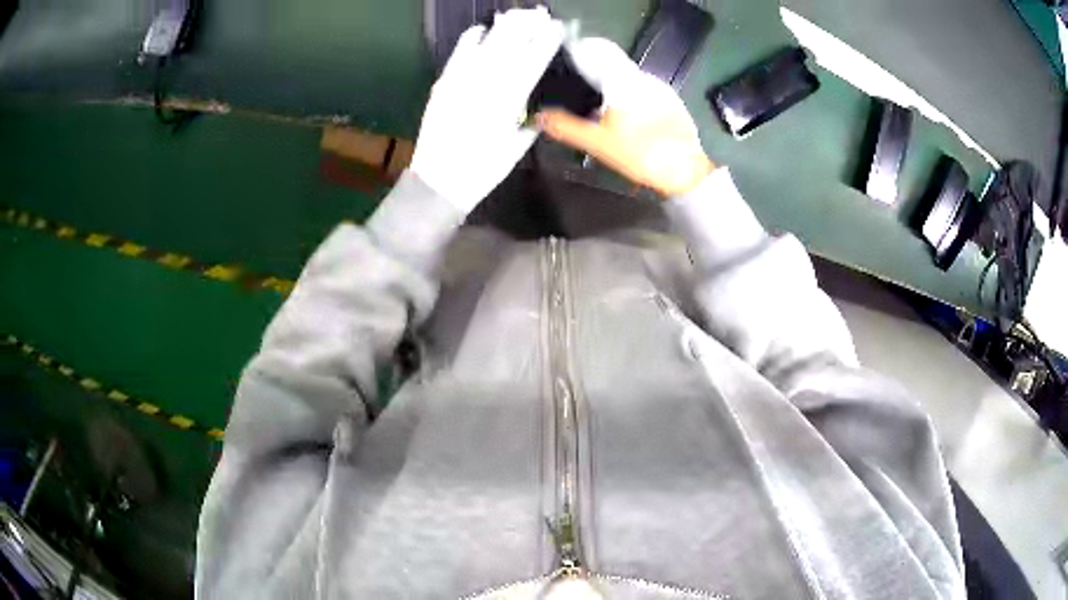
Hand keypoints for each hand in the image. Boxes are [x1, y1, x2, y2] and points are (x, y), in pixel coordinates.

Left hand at [409, 8, 563, 213]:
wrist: (439, 180)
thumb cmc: (483, 170)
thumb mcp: (515, 148)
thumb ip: (530, 124)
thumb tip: (537, 109)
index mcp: (511, 101)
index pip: (534, 62)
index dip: (547, 42)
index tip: (558, 28)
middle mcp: (488, 84)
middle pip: (511, 46)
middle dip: (527, 26)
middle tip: (539, 13)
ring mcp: (463, 81)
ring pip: (487, 45)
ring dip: (503, 27)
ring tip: (516, 15)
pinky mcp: (444, 84)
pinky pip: (458, 55)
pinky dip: (469, 40)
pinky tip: (480, 29)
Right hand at [537, 38, 714, 197]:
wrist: (687, 173)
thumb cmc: (641, 154)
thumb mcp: (598, 143)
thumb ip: (565, 127)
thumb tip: (537, 116)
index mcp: (624, 79)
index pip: (596, 53)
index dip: (577, 58)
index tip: (562, 69)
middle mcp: (644, 77)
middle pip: (611, 67)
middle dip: (592, 79)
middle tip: (575, 97)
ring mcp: (661, 89)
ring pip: (627, 80)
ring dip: (610, 90)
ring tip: (596, 110)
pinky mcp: (672, 102)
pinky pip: (642, 92)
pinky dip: (628, 98)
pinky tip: (623, 119)